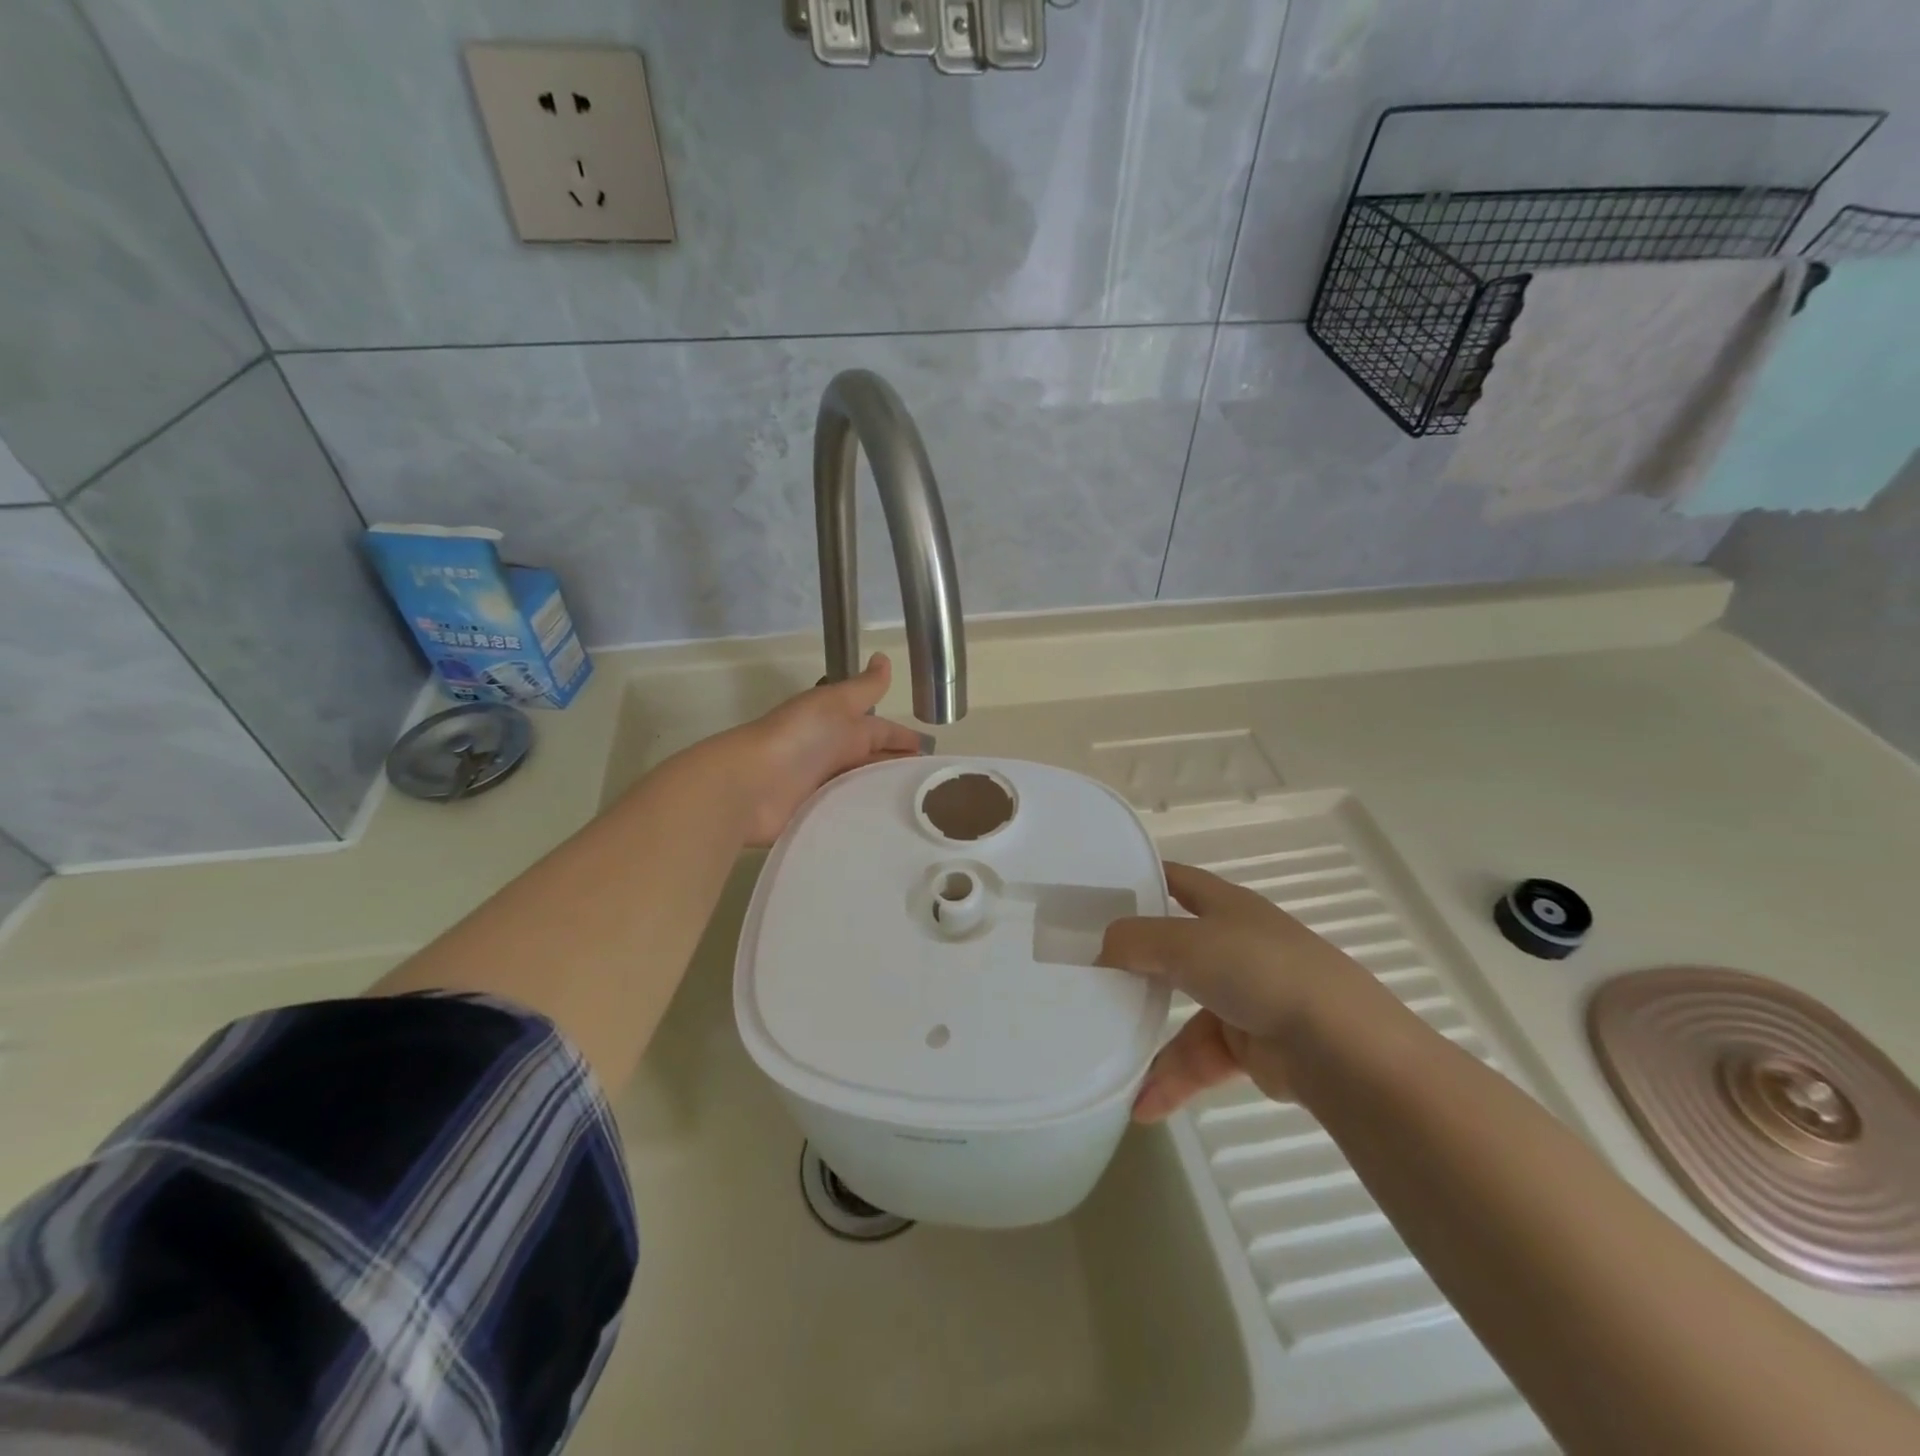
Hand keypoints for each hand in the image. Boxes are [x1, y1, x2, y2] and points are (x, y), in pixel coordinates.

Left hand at [728, 654, 924, 845]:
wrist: (751, 783)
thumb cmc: (799, 738)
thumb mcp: (835, 704)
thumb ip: (864, 688)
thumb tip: (884, 657)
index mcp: (842, 727)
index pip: (883, 732)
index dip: (906, 741)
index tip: (936, 757)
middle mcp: (835, 756)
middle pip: (875, 763)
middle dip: (901, 771)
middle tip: (936, 791)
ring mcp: (824, 788)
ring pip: (864, 790)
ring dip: (886, 797)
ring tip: (922, 815)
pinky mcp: (816, 817)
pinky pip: (848, 816)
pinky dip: (865, 820)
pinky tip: (890, 830)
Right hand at [1098, 862, 1384, 1120]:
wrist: (1338, 1048)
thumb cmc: (1258, 971)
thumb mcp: (1185, 943)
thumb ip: (1134, 941)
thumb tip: (1103, 950)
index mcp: (1226, 906)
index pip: (1177, 880)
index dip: (1141, 879)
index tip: (1096, 893)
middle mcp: (1234, 945)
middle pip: (1172, 948)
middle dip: (1133, 962)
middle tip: (1085, 973)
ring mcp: (1243, 997)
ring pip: (1180, 1011)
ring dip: (1145, 1035)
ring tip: (1103, 1052)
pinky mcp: (1250, 1047)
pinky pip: (1199, 1058)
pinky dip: (1172, 1079)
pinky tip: (1140, 1106)